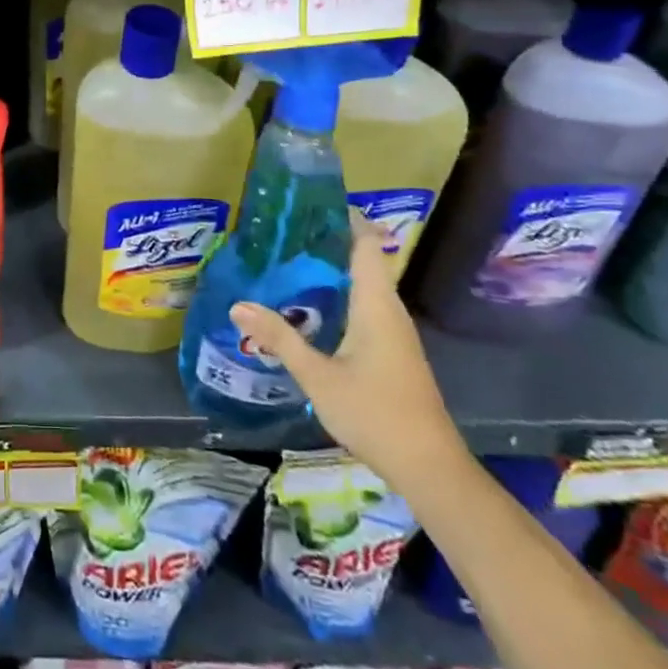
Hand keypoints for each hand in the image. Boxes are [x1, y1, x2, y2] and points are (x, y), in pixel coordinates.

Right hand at [229, 222, 468, 493]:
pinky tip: (311, 306)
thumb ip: (280, 338)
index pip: (367, 244)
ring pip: (364, 286)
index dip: (347, 218)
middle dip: (329, 241)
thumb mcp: (318, 375)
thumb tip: (238, 305)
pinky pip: (365, 306)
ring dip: (333, 270)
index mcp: (376, 304)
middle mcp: (389, 310)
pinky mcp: (393, 351)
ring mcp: (395, 332)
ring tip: (290, 260)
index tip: (314, 201)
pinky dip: (340, 294)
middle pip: (364, 260)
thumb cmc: (375, 412)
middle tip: (286, 230)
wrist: (429, 467)